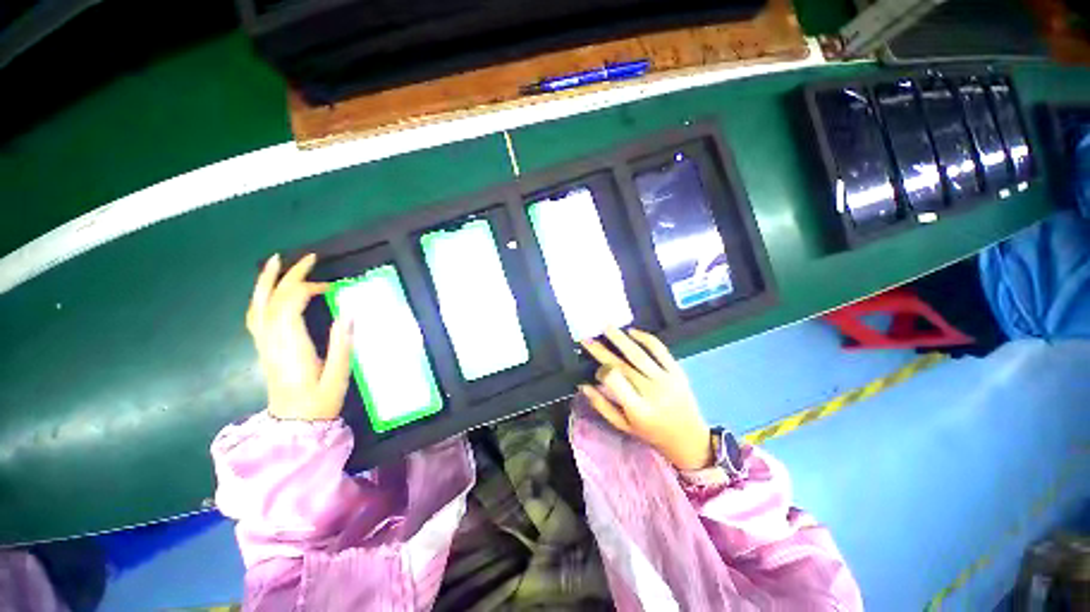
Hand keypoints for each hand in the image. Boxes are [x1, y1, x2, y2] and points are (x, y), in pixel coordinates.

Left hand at [246, 253, 352, 420]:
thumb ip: (341, 343)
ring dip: (267, 280)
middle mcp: (272, 340)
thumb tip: (348, 312)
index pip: (289, 304)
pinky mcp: (264, 347)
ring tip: (277, 261)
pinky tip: (270, 291)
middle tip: (308, 258)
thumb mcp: (338, 375)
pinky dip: (262, 297)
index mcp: (291, 345)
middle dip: (288, 275)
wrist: (294, 425)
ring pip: (258, 305)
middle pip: (272, 299)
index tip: (333, 287)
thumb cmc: (320, 401)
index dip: (308, 288)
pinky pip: (256, 316)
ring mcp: (264, 343)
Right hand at [579, 328, 712, 470]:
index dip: (602, 372)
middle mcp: (651, 391)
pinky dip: (645, 338)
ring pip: (638, 354)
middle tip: (587, 339)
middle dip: (602, 350)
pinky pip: (660, 350)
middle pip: (622, 365)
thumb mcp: (624, 426)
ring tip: (606, 327)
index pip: (615, 381)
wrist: (689, 438)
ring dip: (620, 339)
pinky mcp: (677, 371)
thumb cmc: (652, 433)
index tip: (596, 370)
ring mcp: (666, 379)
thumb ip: (602, 406)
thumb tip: (583, 385)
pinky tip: (632, 331)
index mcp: (638, 409)